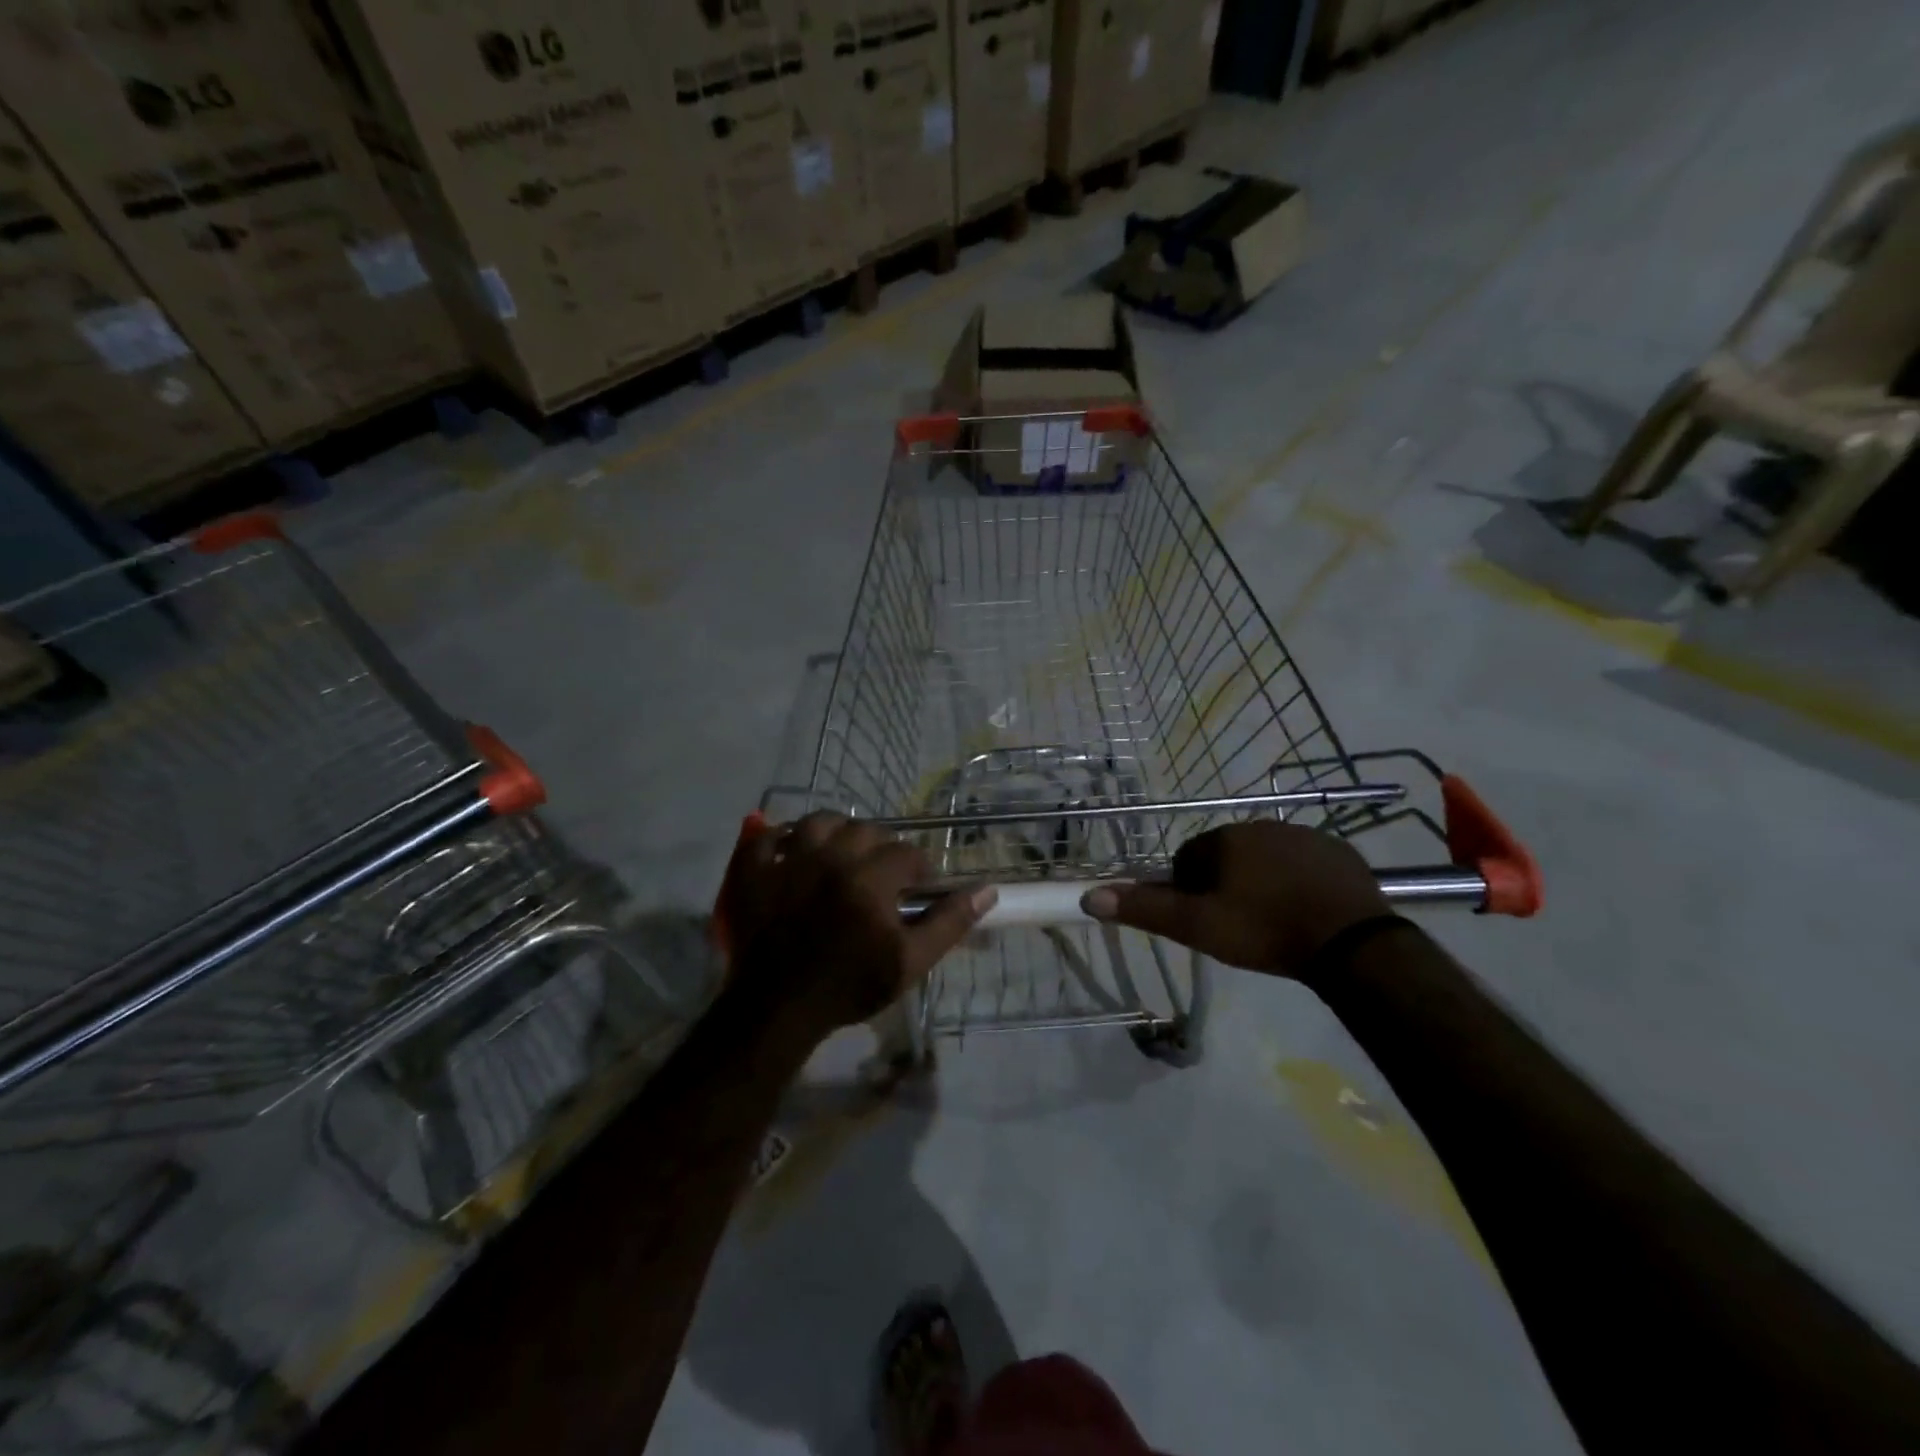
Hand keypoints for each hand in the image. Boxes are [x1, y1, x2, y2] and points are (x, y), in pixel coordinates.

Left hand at [721, 813, 996, 1048]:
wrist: (779, 1010)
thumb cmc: (849, 987)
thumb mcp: (910, 962)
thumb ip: (949, 922)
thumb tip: (988, 890)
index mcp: (870, 879)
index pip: (907, 854)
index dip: (919, 869)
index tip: (918, 888)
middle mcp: (830, 858)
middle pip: (866, 831)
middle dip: (881, 848)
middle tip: (882, 875)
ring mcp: (788, 860)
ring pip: (820, 822)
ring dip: (837, 832)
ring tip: (842, 854)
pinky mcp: (753, 871)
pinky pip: (767, 836)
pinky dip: (782, 838)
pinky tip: (794, 852)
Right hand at [1079, 821, 1389, 977]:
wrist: (1351, 943)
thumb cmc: (1264, 930)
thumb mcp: (1197, 926)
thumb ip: (1145, 909)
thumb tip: (1088, 896)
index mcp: (1225, 839)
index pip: (1189, 858)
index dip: (1190, 890)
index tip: (1205, 920)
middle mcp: (1261, 825)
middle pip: (1227, 855)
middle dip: (1226, 883)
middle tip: (1238, 924)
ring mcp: (1304, 835)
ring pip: (1267, 857)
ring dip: (1262, 881)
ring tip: (1274, 921)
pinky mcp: (1339, 851)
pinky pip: (1305, 862)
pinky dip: (1298, 881)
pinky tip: (1307, 912)